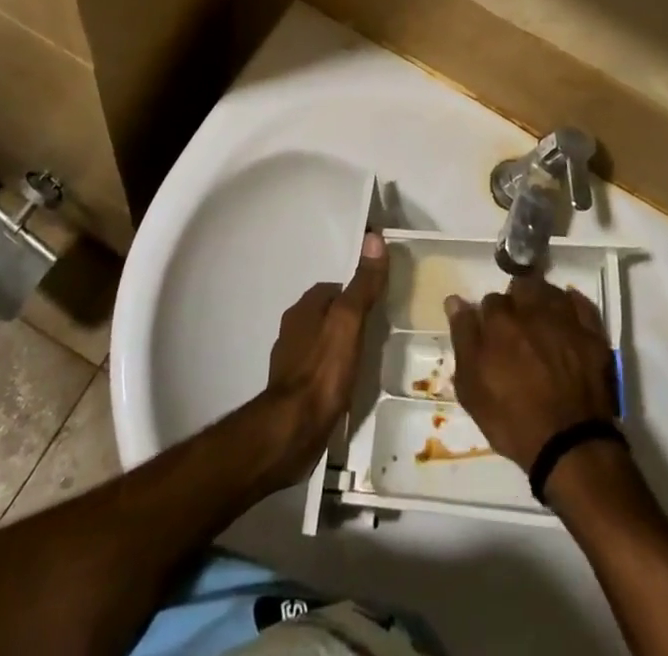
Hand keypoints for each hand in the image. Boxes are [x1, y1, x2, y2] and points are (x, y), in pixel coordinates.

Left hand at [256, 231, 388, 484]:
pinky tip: (346, 385)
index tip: (378, 304)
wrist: (292, 430)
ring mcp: (290, 361)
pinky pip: (318, 370)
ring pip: (321, 342)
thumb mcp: (350, 320)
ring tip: (365, 359)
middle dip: (347, 320)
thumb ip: (363, 283)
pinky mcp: (293, 391)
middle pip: (326, 315)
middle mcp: (292, 329)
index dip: (356, 292)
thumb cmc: (323, 369)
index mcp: (304, 308)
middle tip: (375, 333)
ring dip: (339, 346)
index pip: (335, 288)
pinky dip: (332, 372)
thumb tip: (373, 237)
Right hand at [445, 275, 617, 471]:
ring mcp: (565, 319)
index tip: (492, 335)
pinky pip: (581, 303)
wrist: (570, 446)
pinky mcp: (592, 333)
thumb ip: (463, 339)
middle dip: (516, 301)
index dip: (489, 318)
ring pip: (549, 290)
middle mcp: (532, 309)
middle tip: (518, 327)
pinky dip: (572, 305)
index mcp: (500, 321)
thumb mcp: (472, 389)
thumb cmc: (513, 421)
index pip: (489, 300)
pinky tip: (568, 316)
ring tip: (542, 320)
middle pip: (520, 287)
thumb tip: (454, 301)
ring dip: (542, 299)